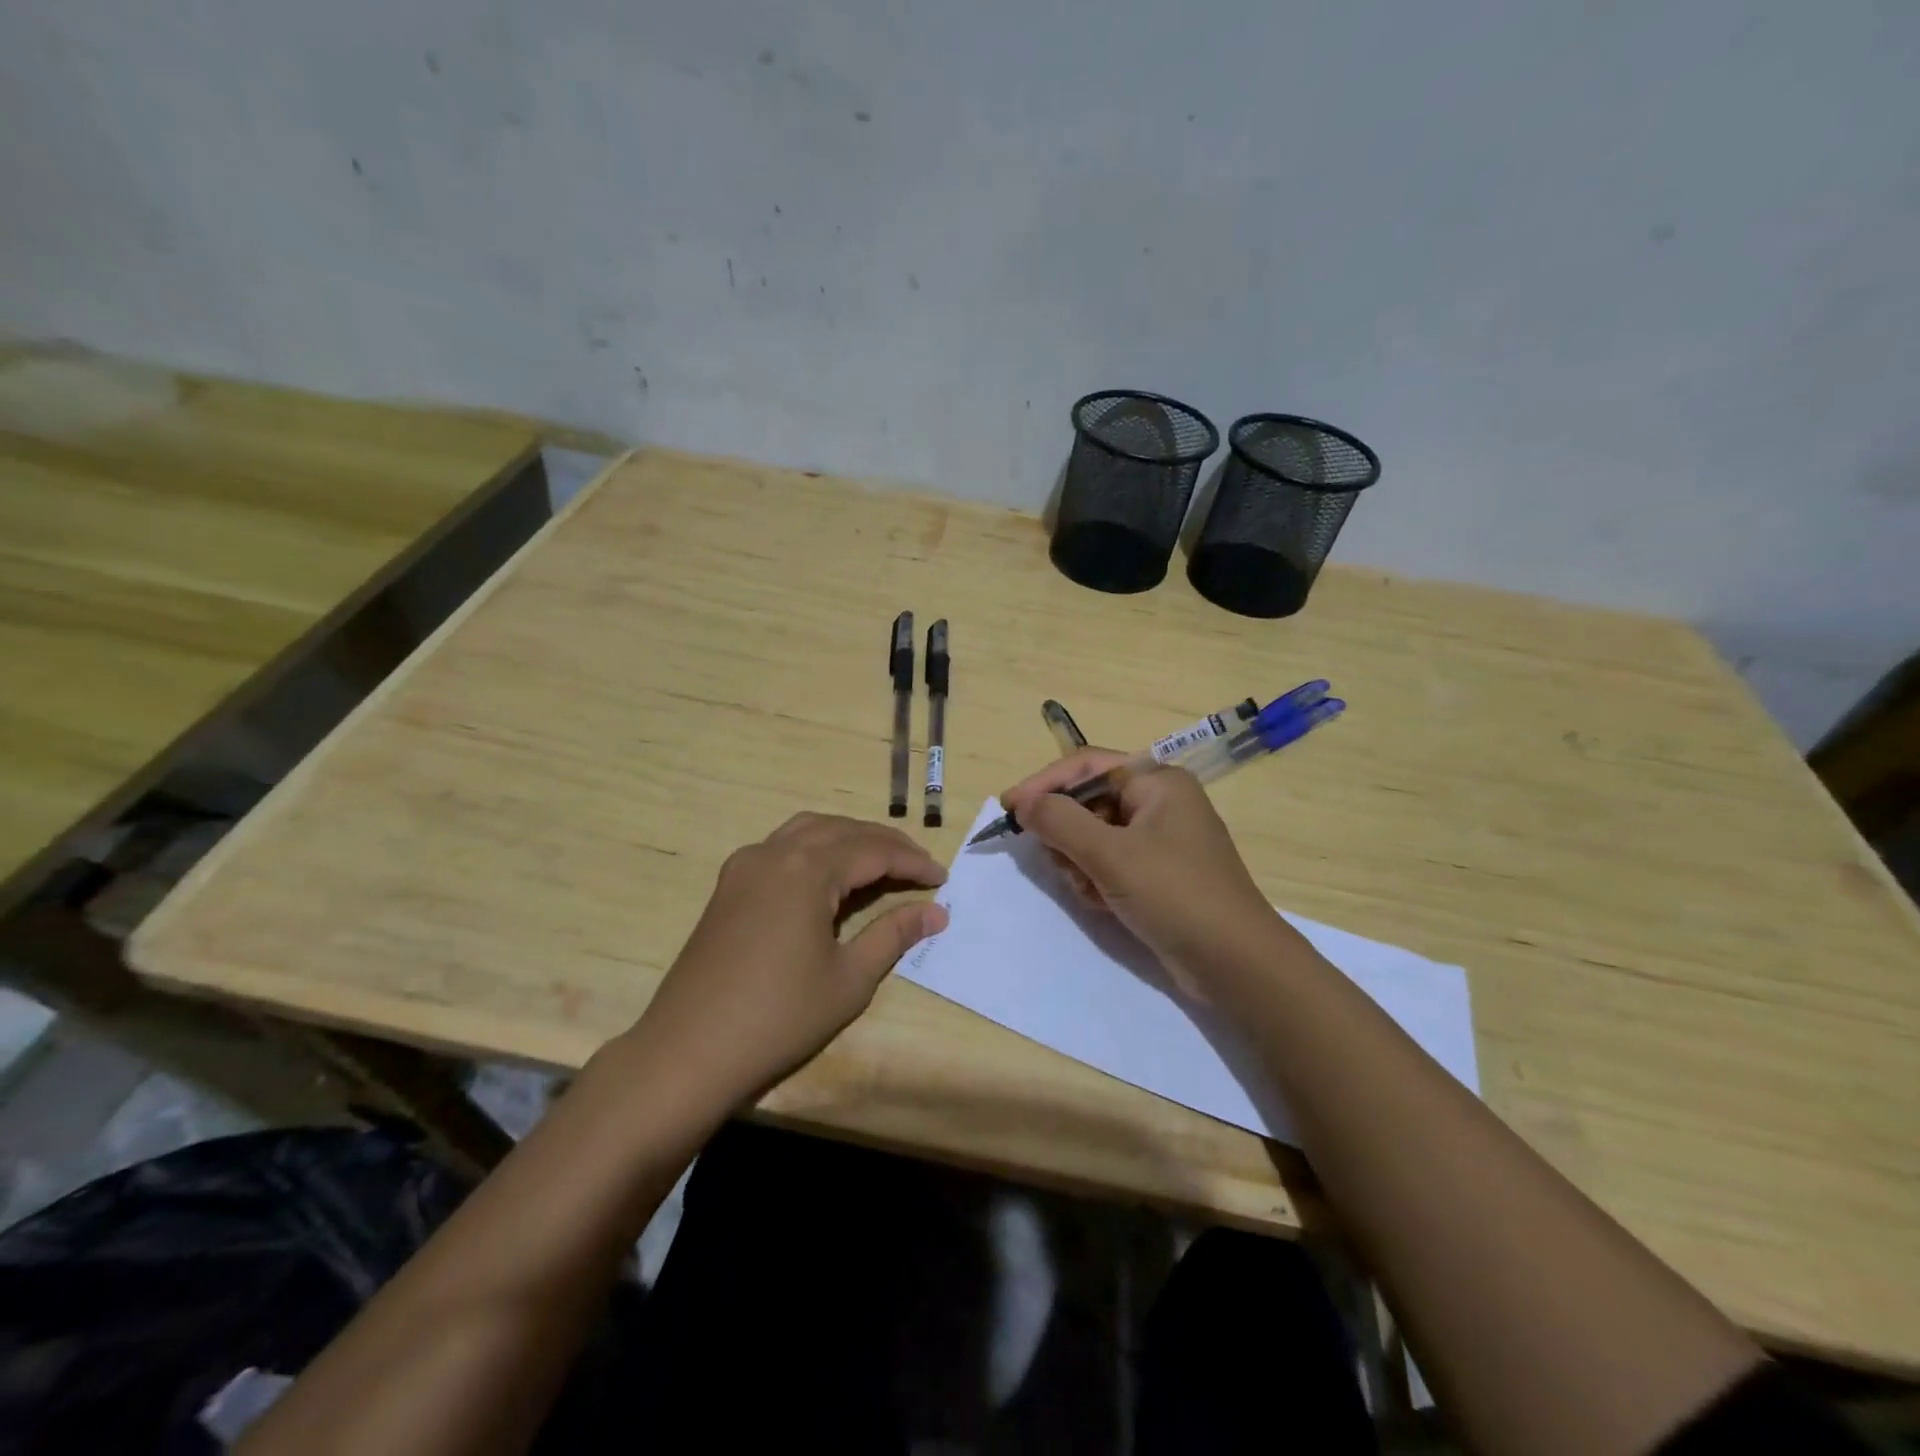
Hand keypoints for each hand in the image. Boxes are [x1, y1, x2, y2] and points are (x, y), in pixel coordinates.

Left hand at [630, 813, 948, 1108]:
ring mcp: (745, 866)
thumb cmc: (779, 1017)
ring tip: (879, 860)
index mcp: (807, 870)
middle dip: (885, 843)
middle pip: (842, 830)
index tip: (943, 878)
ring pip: (808, 829)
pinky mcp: (728, 885)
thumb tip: (937, 912)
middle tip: (918, 866)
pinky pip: (781, 846)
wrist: (689, 1050)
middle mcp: (775, 853)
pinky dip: (814, 846)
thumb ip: (893, 935)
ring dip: (848, 837)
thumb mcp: (849, 979)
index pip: (873, 851)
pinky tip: (826, 873)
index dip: (912, 862)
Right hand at [1001, 749, 1290, 996]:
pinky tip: (1105, 903)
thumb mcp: (1111, 854)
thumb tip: (1023, 802)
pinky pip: (1109, 863)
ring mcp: (1159, 840)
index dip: (1044, 784)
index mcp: (1157, 782)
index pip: (1086, 766)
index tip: (1008, 809)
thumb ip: (1060, 821)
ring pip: (1093, 836)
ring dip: (1081, 862)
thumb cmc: (1175, 894)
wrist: (1236, 964)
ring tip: (1091, 889)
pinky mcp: (1156, 874)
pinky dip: (1098, 880)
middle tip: (1060, 862)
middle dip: (1068, 834)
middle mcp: (1159, 803)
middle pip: (1088, 802)